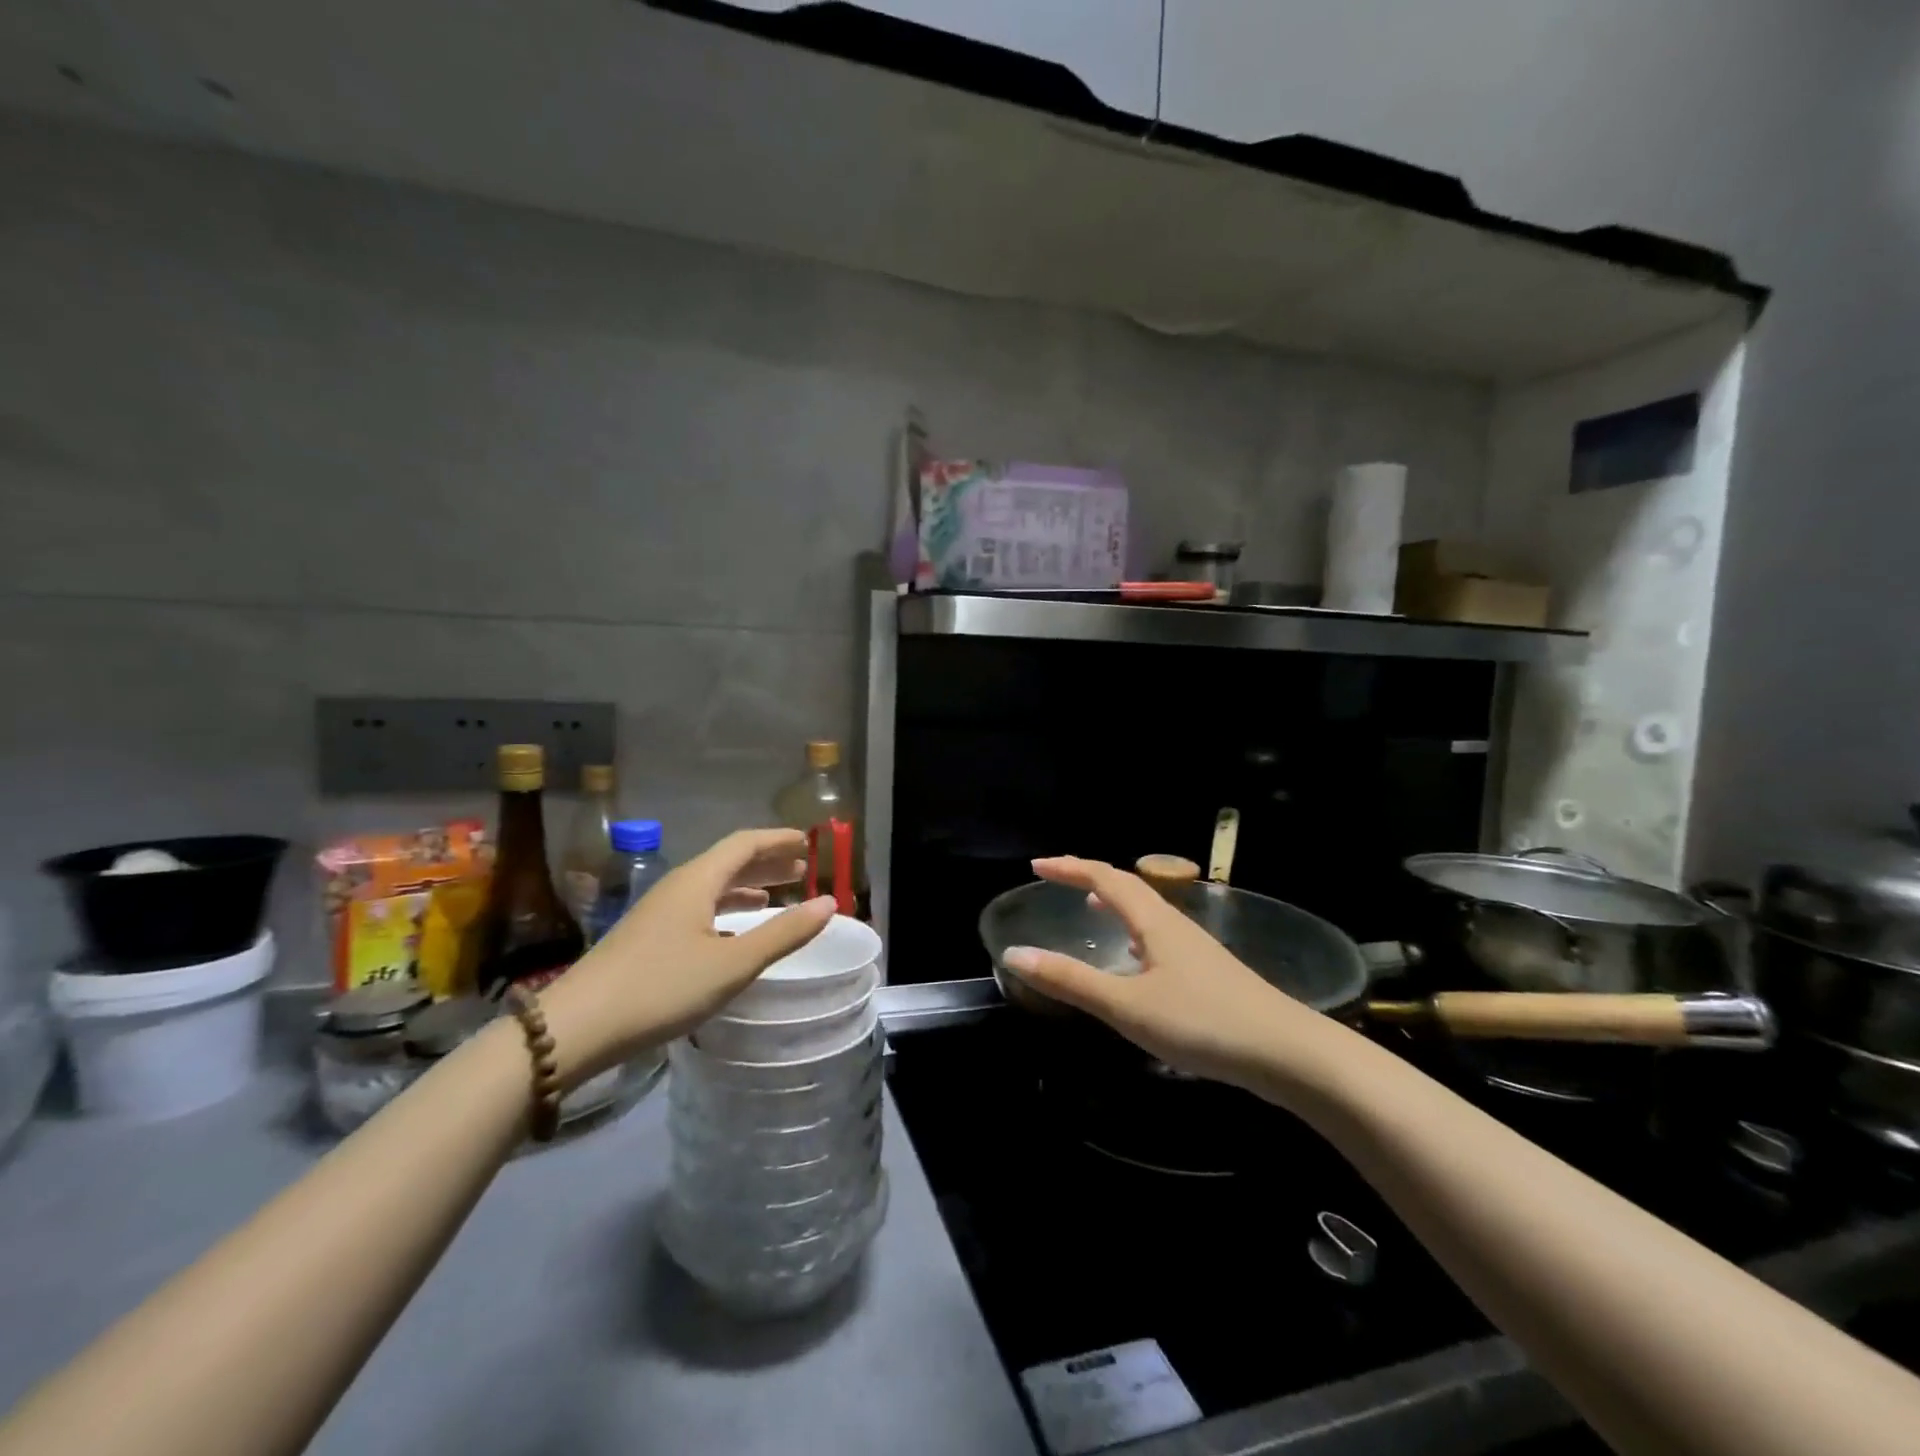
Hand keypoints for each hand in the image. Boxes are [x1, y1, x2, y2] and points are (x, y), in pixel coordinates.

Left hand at [541, 828, 833, 1081]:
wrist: (576, 1027)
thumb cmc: (661, 988)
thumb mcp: (733, 964)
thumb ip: (784, 933)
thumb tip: (829, 902)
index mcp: (698, 880)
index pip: (745, 843)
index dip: (778, 839)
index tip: (808, 840)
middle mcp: (678, 887)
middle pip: (729, 861)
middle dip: (767, 861)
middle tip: (801, 867)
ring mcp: (659, 912)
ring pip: (712, 886)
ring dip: (747, 885)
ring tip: (776, 892)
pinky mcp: (648, 937)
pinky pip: (698, 908)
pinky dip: (726, 909)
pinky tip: (735, 931)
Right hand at [1002, 856, 1333, 1092]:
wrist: (1287, 1053)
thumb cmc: (1202, 1023)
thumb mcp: (1127, 1005)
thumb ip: (1071, 981)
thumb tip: (1015, 953)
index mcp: (1154, 922)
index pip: (1106, 878)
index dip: (1071, 867)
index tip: (1038, 865)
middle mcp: (1175, 925)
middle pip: (1129, 887)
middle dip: (1090, 877)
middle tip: (1058, 877)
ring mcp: (1195, 949)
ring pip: (1147, 912)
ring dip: (1115, 902)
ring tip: (1092, 906)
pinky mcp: (1208, 974)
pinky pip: (1159, 936)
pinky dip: (1134, 931)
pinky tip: (1135, 958)